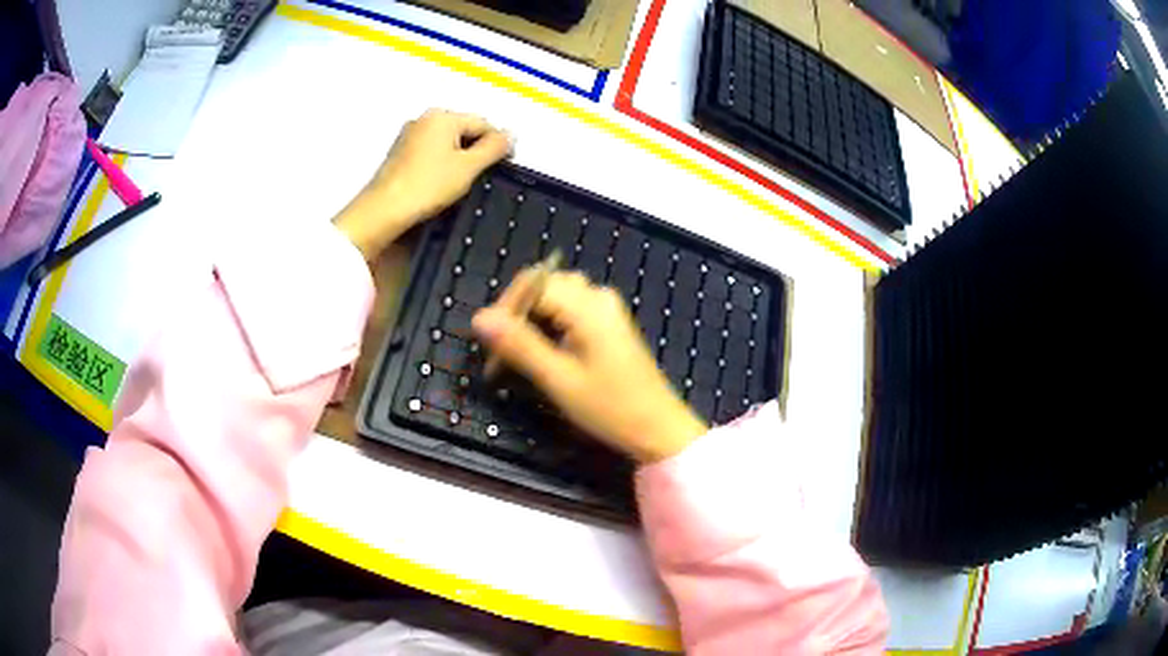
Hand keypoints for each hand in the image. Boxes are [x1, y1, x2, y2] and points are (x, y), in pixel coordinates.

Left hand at [335, 109, 512, 259]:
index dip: (498, 143)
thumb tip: (509, 135)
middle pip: (464, 130)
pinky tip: (441, 184)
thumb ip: (494, 148)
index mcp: (443, 117)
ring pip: (447, 141)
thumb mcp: (469, 167)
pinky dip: (441, 163)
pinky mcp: (400, 153)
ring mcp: (409, 135)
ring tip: (460, 183)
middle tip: (481, 176)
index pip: (483, 123)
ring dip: (458, 158)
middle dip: (476, 150)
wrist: (384, 210)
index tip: (505, 164)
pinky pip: (430, 151)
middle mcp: (424, 120)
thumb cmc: (425, 186)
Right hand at [472, 271, 707, 462]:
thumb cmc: (610, 408)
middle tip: (498, 352)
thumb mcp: (559, 380)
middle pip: (543, 286)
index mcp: (588, 305)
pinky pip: (569, 310)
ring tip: (515, 354)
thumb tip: (479, 319)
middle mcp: (598, 297)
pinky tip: (540, 353)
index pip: (532, 284)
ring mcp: (605, 309)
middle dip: (516, 314)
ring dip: (531, 321)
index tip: (487, 343)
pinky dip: (548, 326)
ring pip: (555, 298)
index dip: (504, 308)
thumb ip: (519, 345)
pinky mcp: (607, 324)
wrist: (658, 428)